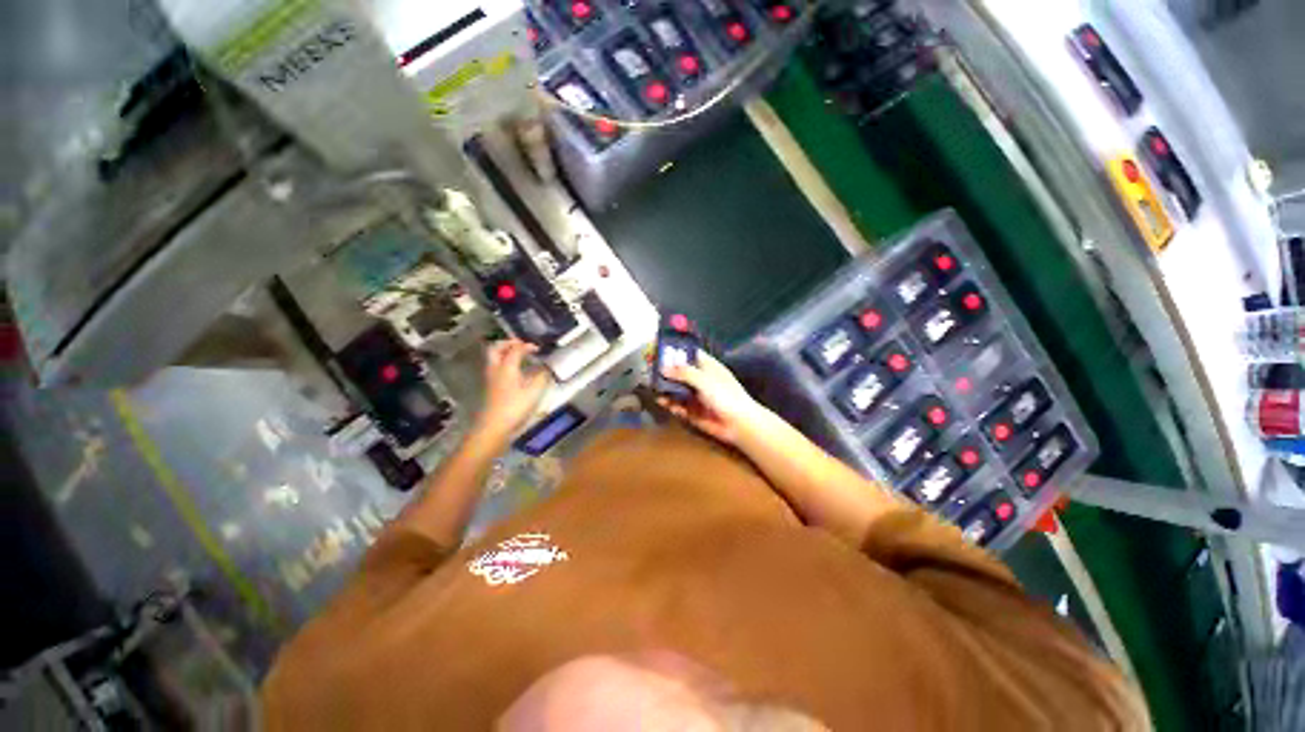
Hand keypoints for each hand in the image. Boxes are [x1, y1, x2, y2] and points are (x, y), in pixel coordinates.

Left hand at [477, 339, 551, 440]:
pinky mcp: (490, 388)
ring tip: (517, 355)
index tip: (537, 348)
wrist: (493, 427)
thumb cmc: (515, 408)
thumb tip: (546, 369)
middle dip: (507, 343)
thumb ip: (541, 378)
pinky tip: (514, 372)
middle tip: (520, 344)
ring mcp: (491, 379)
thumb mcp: (534, 392)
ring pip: (493, 358)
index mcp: (507, 367)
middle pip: (496, 348)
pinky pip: (495, 368)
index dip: (527, 346)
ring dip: (504, 353)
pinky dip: (503, 363)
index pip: (515, 349)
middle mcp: (496, 369)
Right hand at [658, 351, 765, 444]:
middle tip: (648, 372)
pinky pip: (678, 406)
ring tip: (653, 389)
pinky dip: (670, 404)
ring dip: (665, 389)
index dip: (675, 351)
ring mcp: (696, 396)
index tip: (658, 350)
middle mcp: (700, 379)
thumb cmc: (725, 395)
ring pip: (676, 390)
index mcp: (707, 366)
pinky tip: (664, 403)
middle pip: (679, 372)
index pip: (689, 353)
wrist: (738, 424)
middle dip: (665, 372)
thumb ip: (683, 373)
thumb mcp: (704, 380)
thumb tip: (663, 368)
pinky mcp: (692, 412)